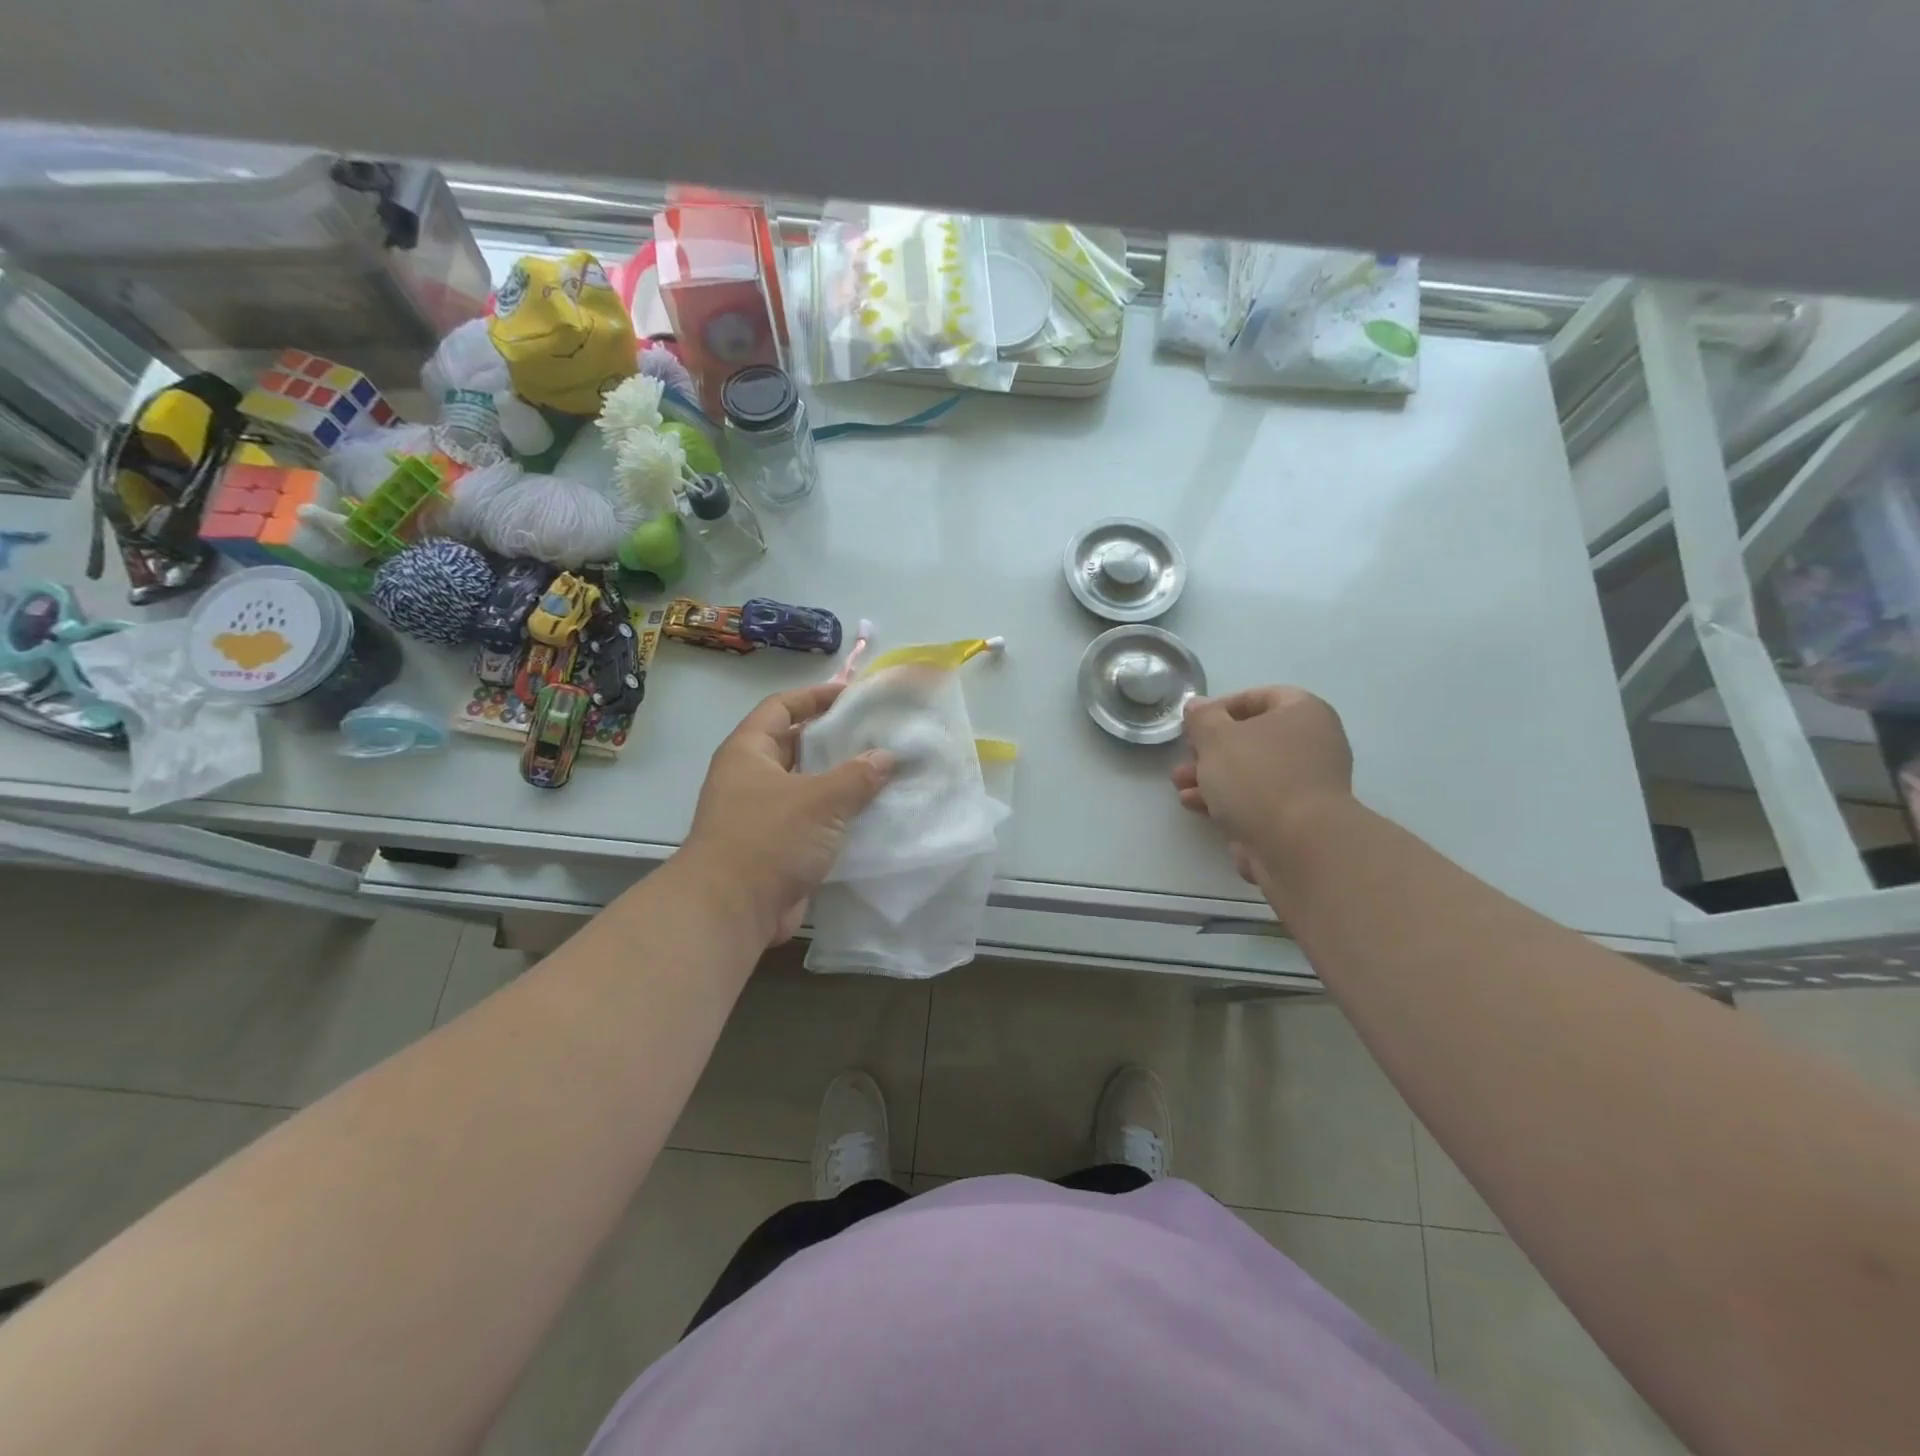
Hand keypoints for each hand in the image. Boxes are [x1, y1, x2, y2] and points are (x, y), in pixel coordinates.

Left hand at [682, 684, 893, 944]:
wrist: (731, 910)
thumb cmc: (769, 839)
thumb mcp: (820, 799)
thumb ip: (857, 775)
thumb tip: (885, 757)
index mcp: (749, 752)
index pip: (781, 707)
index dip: (814, 697)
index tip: (852, 695)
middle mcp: (751, 778)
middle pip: (795, 745)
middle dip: (834, 740)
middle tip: (877, 735)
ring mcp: (762, 814)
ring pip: (807, 786)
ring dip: (840, 781)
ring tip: (883, 772)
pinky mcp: (776, 847)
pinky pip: (811, 820)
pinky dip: (837, 816)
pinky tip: (872, 815)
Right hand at [1171, 687, 1352, 881]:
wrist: (1298, 847)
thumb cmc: (1258, 777)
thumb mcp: (1216, 738)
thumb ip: (1202, 718)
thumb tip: (1197, 705)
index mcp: (1304, 713)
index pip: (1260, 697)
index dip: (1222, 707)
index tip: (1194, 724)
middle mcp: (1314, 744)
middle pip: (1253, 739)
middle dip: (1211, 750)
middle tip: (1185, 758)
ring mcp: (1309, 785)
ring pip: (1252, 773)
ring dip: (1212, 778)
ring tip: (1181, 787)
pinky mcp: (1299, 820)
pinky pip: (1259, 802)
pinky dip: (1229, 802)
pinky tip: (1197, 808)